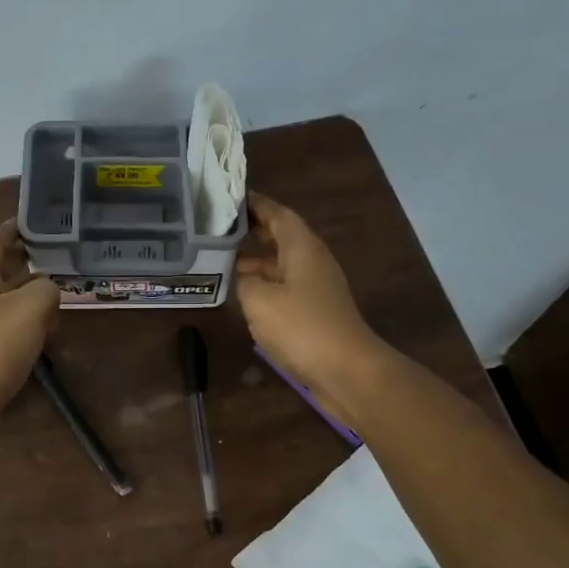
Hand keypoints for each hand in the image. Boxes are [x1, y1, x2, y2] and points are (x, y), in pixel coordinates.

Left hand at [0, 221, 57, 420]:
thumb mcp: (30, 308)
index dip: (11, 230)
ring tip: (57, 294)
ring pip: (2, 299)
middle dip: (23, 261)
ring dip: (27, 294)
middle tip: (54, 257)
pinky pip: (4, 327)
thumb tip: (48, 289)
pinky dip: (24, 323)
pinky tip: (45, 332)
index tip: (33, 223)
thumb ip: (46, 289)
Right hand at [235, 193, 388, 426]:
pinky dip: (265, 285)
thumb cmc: (301, 327)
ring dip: (258, 261)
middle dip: (254, 231)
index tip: (231, 197)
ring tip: (225, 262)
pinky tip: (245, 297)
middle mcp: (313, 261)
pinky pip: (286, 287)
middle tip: (222, 228)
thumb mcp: (259, 300)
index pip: (278, 214)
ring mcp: (317, 288)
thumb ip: (244, 281)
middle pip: (282, 237)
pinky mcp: (317, 312)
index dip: (255, 204)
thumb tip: (243, 276)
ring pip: (283, 264)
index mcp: (302, 248)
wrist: (346, 370)